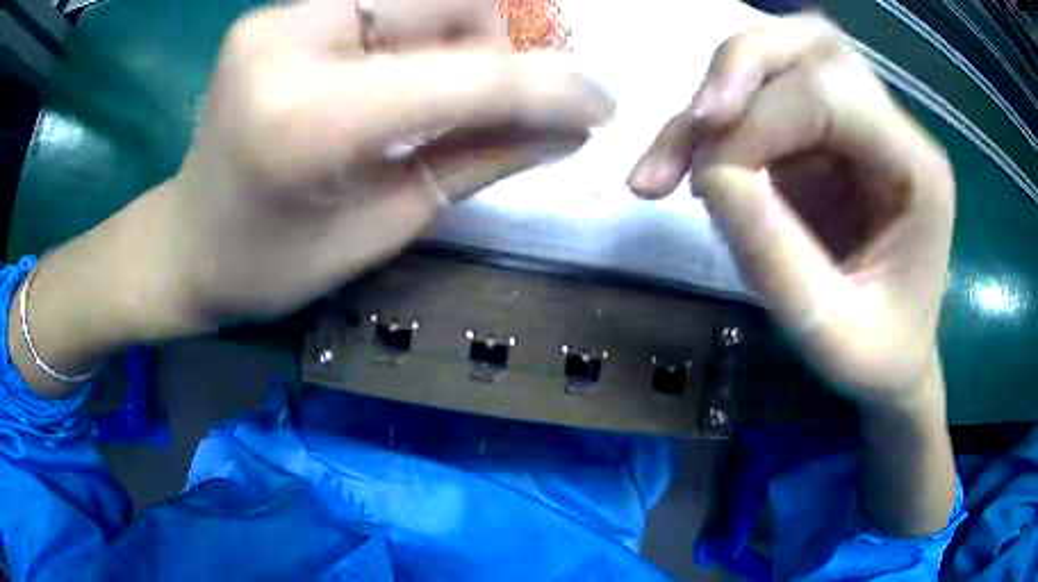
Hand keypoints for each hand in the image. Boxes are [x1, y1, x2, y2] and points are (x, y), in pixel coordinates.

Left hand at [161, 0, 612, 327]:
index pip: (465, 75)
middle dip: (495, 49)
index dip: (549, 86)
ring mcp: (277, 17)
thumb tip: (571, 128)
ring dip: (457, 38)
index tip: (602, 105)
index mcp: (308, 119)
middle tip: (489, 106)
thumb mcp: (382, 226)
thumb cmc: (272, 264)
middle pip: (448, 1)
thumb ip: (479, 162)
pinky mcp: (276, 14)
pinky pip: (382, 3)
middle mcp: (288, 40)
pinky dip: (416, 33)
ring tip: (432, 96)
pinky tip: (398, 75)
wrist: (187, 244)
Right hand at [628, 16, 954, 407]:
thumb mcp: (829, 332)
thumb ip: (775, 256)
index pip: (829, 94)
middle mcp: (892, 128)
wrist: (894, 360)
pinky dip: (718, 122)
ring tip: (673, 154)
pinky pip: (765, 98)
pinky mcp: (827, 137)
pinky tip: (688, 164)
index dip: (759, 120)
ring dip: (720, 88)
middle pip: (811, 43)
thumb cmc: (877, 357)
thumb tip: (707, 174)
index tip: (705, 180)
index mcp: (915, 169)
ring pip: (783, 55)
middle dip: (738, 69)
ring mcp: (860, 125)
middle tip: (693, 124)